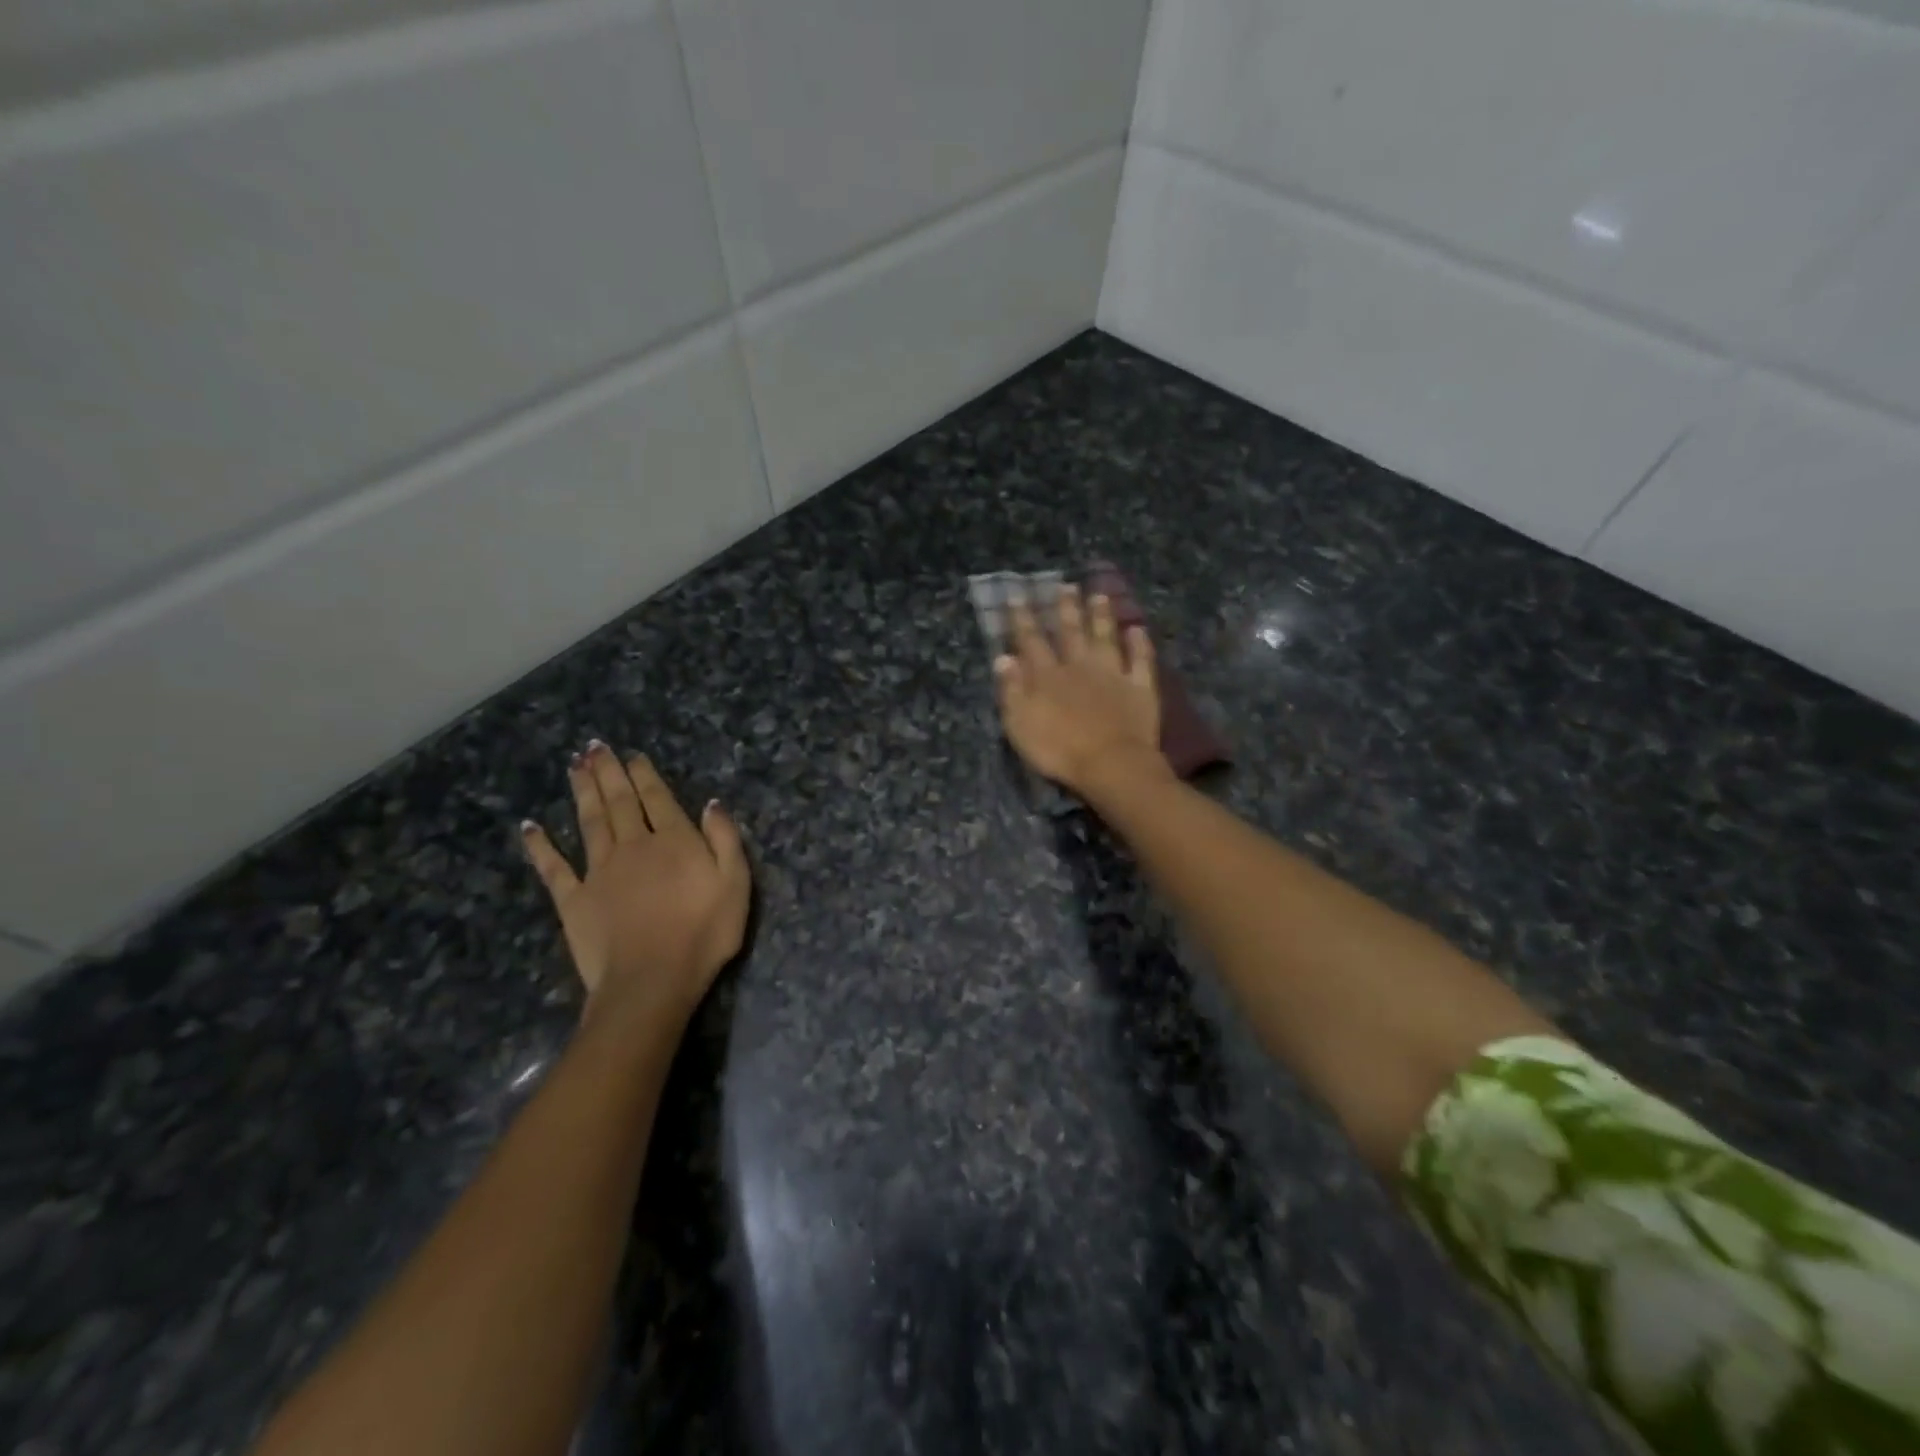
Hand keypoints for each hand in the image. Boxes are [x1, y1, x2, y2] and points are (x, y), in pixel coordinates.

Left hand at [522, 743, 750, 1028]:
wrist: (652, 981)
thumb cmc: (704, 934)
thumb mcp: (736, 883)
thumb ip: (725, 839)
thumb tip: (711, 803)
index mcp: (673, 841)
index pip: (657, 798)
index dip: (644, 775)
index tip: (632, 755)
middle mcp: (633, 846)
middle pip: (619, 801)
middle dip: (608, 772)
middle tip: (594, 746)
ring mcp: (599, 871)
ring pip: (589, 822)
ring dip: (582, 792)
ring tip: (574, 766)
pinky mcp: (573, 900)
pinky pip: (553, 867)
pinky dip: (540, 846)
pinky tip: (530, 827)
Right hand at [995, 585, 1165, 796]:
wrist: (1110, 765)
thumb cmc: (1058, 750)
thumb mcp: (1020, 724)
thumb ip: (1011, 690)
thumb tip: (1003, 657)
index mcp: (1047, 676)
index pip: (1031, 641)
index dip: (1023, 619)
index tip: (1017, 596)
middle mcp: (1079, 666)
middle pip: (1071, 632)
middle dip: (1065, 608)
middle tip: (1064, 585)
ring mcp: (1113, 674)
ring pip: (1105, 637)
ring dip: (1101, 616)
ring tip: (1099, 594)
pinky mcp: (1140, 687)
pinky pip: (1141, 660)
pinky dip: (1140, 644)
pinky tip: (1138, 629)